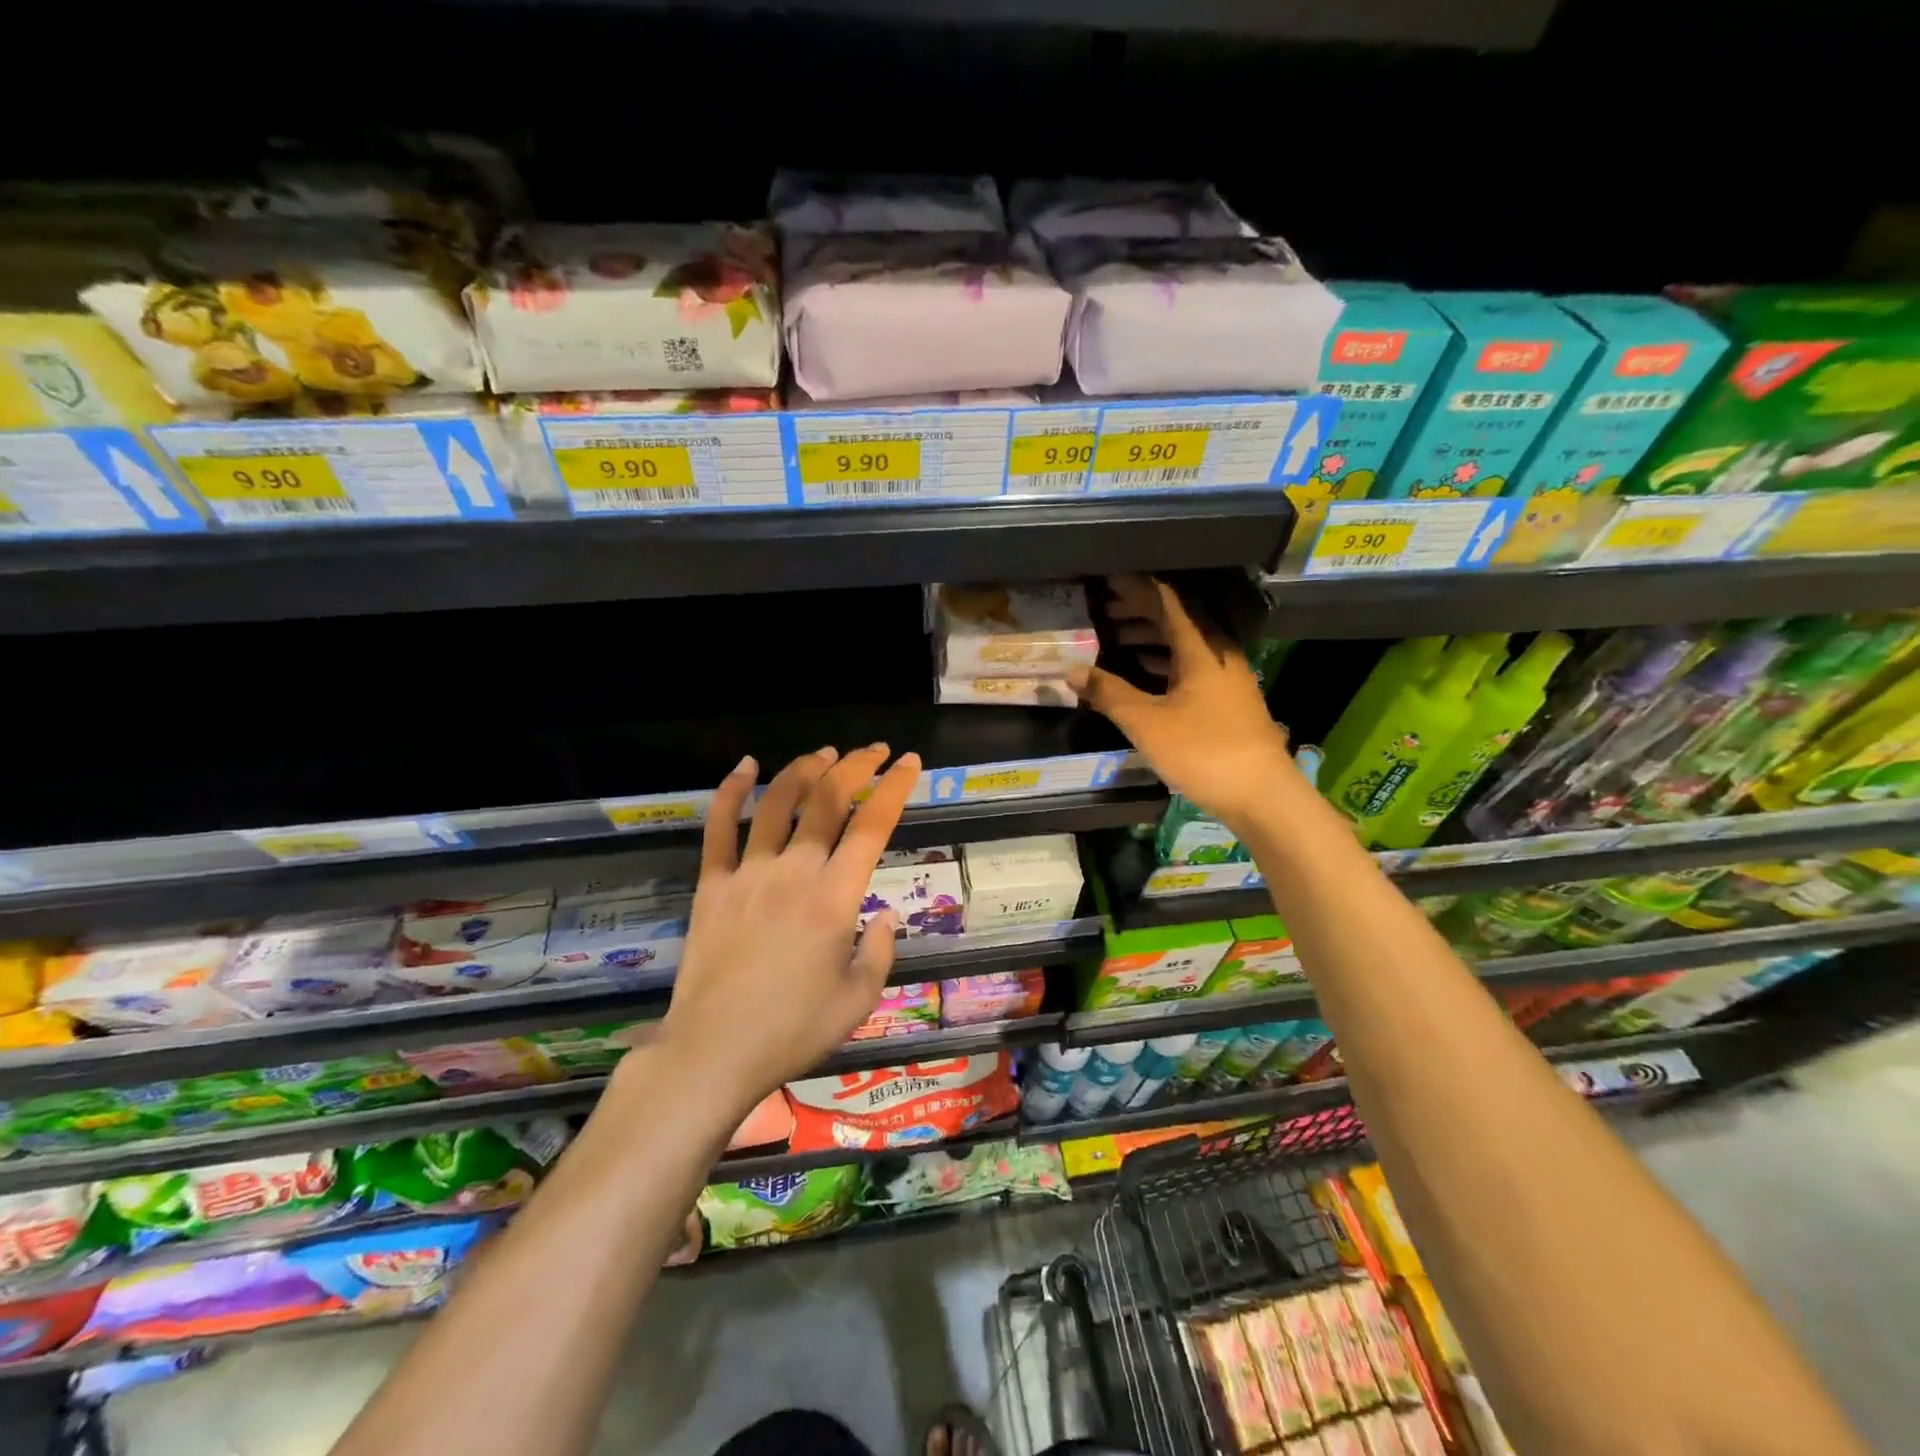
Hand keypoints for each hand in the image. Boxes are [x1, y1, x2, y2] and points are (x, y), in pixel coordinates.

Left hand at [657, 745, 920, 1109]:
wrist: (714, 1051)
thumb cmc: (793, 1030)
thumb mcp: (858, 999)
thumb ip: (879, 951)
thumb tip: (884, 915)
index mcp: (835, 898)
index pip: (872, 826)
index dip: (894, 788)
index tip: (908, 763)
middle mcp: (794, 872)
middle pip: (827, 801)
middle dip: (855, 766)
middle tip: (872, 751)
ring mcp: (748, 873)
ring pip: (778, 803)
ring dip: (804, 770)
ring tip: (824, 754)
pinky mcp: (712, 885)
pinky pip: (718, 828)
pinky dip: (730, 792)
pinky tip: (745, 766)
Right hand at [1070, 575, 1296, 834]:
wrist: (1262, 794)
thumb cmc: (1204, 752)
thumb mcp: (1147, 723)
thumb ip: (1109, 693)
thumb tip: (1071, 670)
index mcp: (1201, 649)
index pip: (1166, 602)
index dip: (1136, 588)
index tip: (1107, 581)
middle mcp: (1218, 654)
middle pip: (1177, 620)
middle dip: (1140, 611)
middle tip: (1105, 609)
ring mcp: (1227, 678)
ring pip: (1184, 644)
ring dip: (1151, 637)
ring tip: (1116, 638)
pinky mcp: (1229, 700)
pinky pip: (1191, 666)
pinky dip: (1164, 662)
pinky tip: (1145, 672)